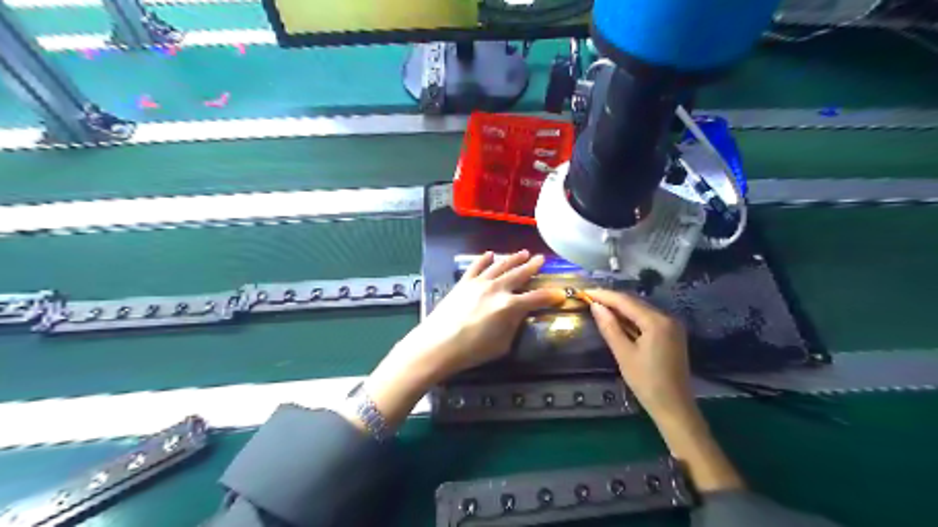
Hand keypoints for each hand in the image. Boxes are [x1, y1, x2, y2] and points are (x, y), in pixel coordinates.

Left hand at [360, 248, 563, 428]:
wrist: (437, 344)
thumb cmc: (472, 351)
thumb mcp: (502, 344)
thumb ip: (513, 326)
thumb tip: (518, 314)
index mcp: (510, 306)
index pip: (536, 298)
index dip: (550, 296)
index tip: (560, 294)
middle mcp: (497, 289)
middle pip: (519, 275)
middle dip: (532, 267)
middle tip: (541, 259)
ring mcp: (479, 283)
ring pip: (500, 266)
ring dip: (513, 258)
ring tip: (523, 252)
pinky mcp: (464, 283)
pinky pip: (476, 266)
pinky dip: (484, 259)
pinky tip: (490, 254)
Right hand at [589, 289, 744, 489]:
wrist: (674, 408)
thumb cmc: (647, 383)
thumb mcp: (624, 355)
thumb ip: (610, 327)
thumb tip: (596, 306)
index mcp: (656, 322)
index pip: (625, 301)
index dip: (604, 295)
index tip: (585, 291)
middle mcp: (667, 318)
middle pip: (635, 302)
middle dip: (612, 300)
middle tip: (589, 299)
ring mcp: (672, 326)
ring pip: (641, 310)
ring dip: (621, 308)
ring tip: (598, 307)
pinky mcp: (671, 334)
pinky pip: (648, 319)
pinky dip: (631, 318)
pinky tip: (617, 320)